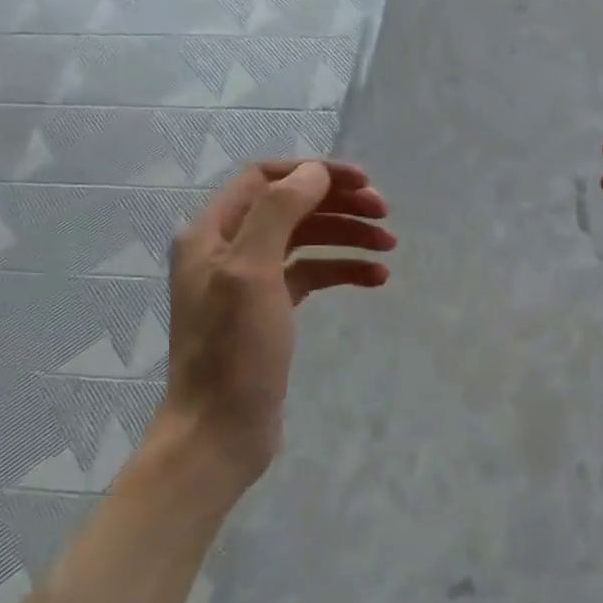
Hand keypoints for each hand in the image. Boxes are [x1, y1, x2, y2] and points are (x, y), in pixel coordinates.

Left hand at [158, 159, 394, 481]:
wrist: (220, 431)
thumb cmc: (233, 353)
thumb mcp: (251, 274)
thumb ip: (277, 213)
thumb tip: (313, 171)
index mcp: (212, 233)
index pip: (266, 178)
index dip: (315, 173)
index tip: (363, 183)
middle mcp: (227, 249)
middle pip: (290, 206)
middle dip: (338, 204)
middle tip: (384, 214)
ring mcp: (249, 281)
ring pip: (305, 240)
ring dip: (347, 236)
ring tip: (390, 246)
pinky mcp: (270, 311)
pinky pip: (311, 275)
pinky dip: (343, 270)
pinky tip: (375, 277)